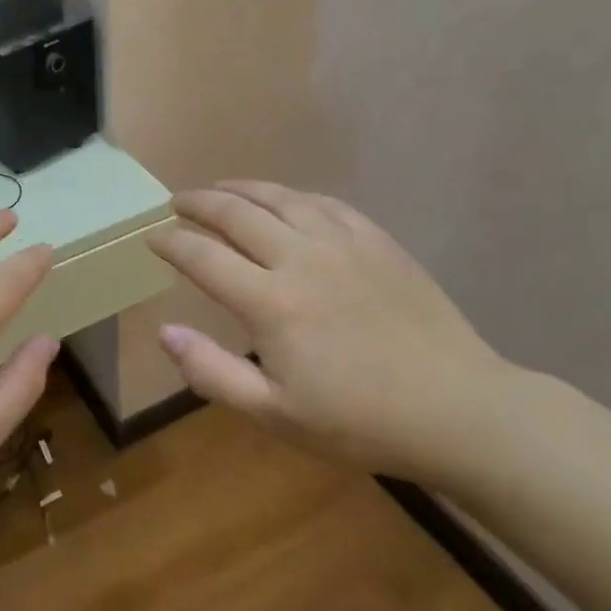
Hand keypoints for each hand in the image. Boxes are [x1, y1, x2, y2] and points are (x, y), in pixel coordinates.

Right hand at [146, 181, 518, 478]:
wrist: (457, 410)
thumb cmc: (359, 421)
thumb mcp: (274, 414)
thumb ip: (211, 372)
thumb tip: (164, 332)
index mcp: (271, 302)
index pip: (203, 257)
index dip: (171, 243)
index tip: (152, 239)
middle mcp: (301, 259)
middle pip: (236, 214)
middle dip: (199, 203)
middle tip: (177, 202)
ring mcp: (343, 244)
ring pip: (279, 198)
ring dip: (241, 189)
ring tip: (219, 189)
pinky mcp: (377, 242)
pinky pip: (324, 203)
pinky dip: (292, 195)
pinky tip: (284, 200)